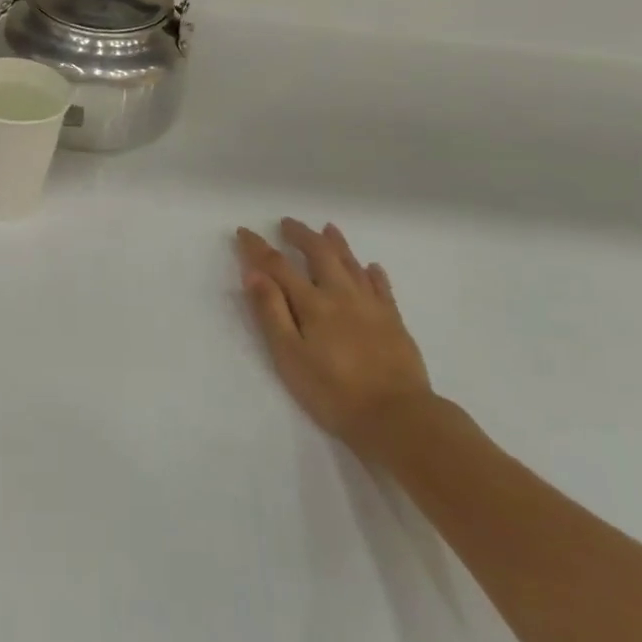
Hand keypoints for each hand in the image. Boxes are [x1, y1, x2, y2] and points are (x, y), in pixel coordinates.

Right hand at [236, 219, 434, 458]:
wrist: (398, 417)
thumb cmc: (334, 392)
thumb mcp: (290, 356)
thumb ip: (271, 313)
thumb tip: (253, 274)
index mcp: (313, 303)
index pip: (279, 266)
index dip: (258, 248)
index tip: (244, 232)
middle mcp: (342, 295)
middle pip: (320, 254)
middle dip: (301, 235)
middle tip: (287, 223)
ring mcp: (371, 306)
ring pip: (352, 264)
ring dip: (337, 244)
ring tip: (328, 228)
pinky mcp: (394, 321)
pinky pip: (382, 287)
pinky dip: (373, 273)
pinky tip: (372, 267)